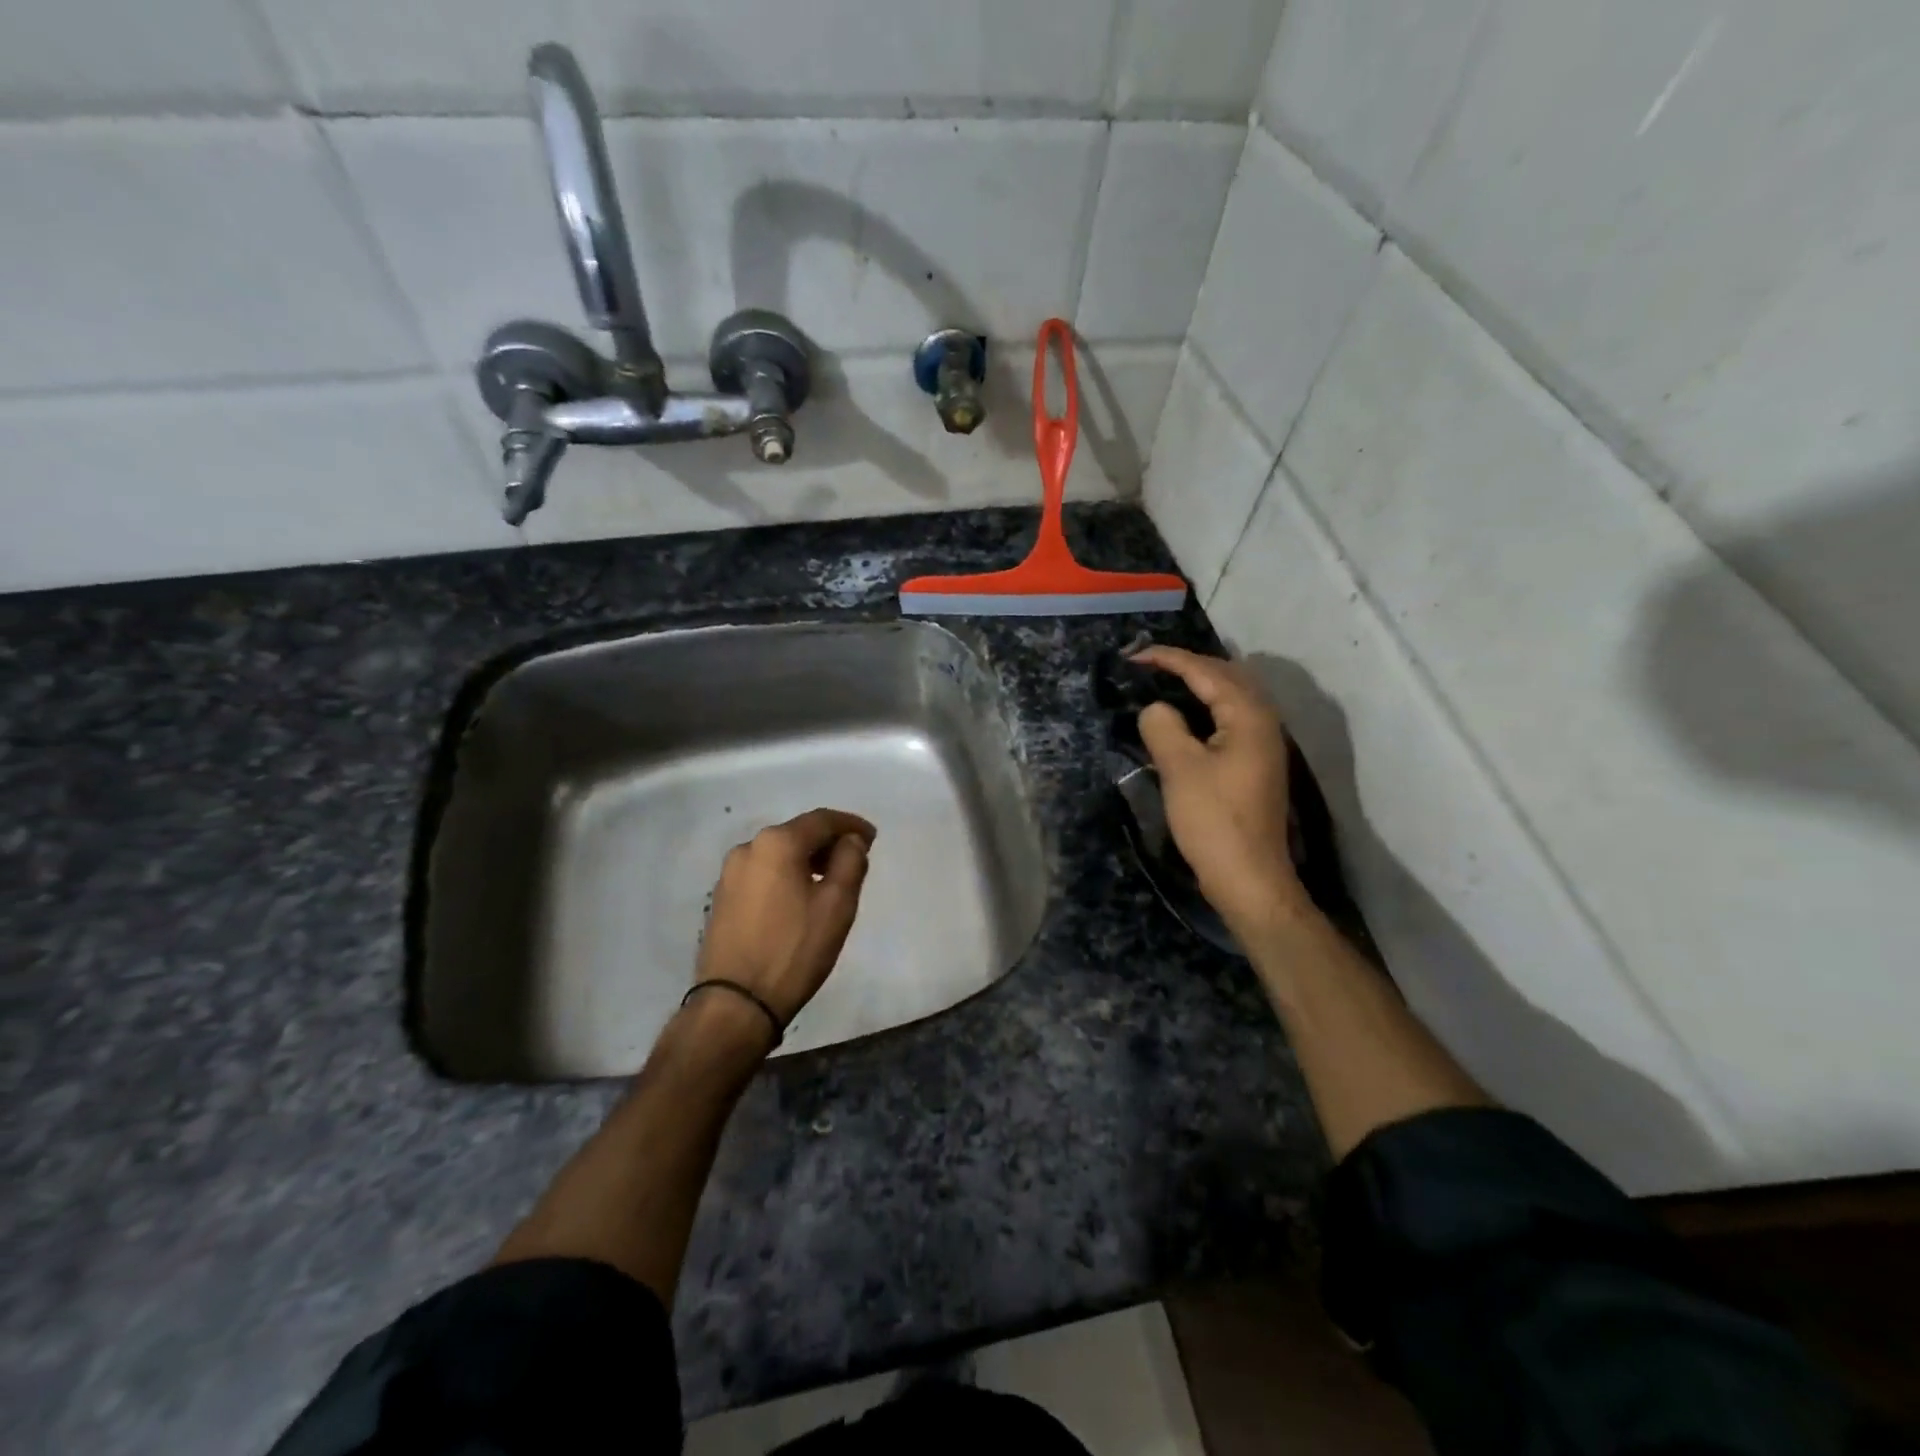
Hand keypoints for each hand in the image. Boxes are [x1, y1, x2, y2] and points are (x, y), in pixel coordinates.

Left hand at [694, 808, 875, 1033]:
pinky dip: (785, 875)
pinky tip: (798, 897)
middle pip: (797, 833)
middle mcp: (748, 848)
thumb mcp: (837, 905)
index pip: (822, 820)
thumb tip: (850, 841)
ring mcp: (729, 873)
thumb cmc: (794, 949)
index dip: (851, 825)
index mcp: (777, 843)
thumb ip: (850, 862)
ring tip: (828, 880)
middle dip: (828, 842)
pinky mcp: (722, 898)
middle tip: (854, 859)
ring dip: (805, 859)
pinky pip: (762, 873)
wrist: (736, 1003)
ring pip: (778, 854)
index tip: (872, 838)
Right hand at [1131, 646, 1305, 939]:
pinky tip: (1184, 718)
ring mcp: (1263, 743)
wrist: (1249, 877)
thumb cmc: (1213, 820)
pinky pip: (1229, 718)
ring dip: (1198, 684)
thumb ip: (1162, 726)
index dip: (1168, 659)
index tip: (1132, 656)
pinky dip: (1205, 707)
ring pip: (1230, 697)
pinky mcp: (1255, 763)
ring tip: (1162, 683)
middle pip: (1225, 676)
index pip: (1206, 671)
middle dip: (1186, 665)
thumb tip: (1155, 709)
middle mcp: (1263, 721)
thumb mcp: (1179, 768)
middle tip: (1147, 665)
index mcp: (1248, 715)